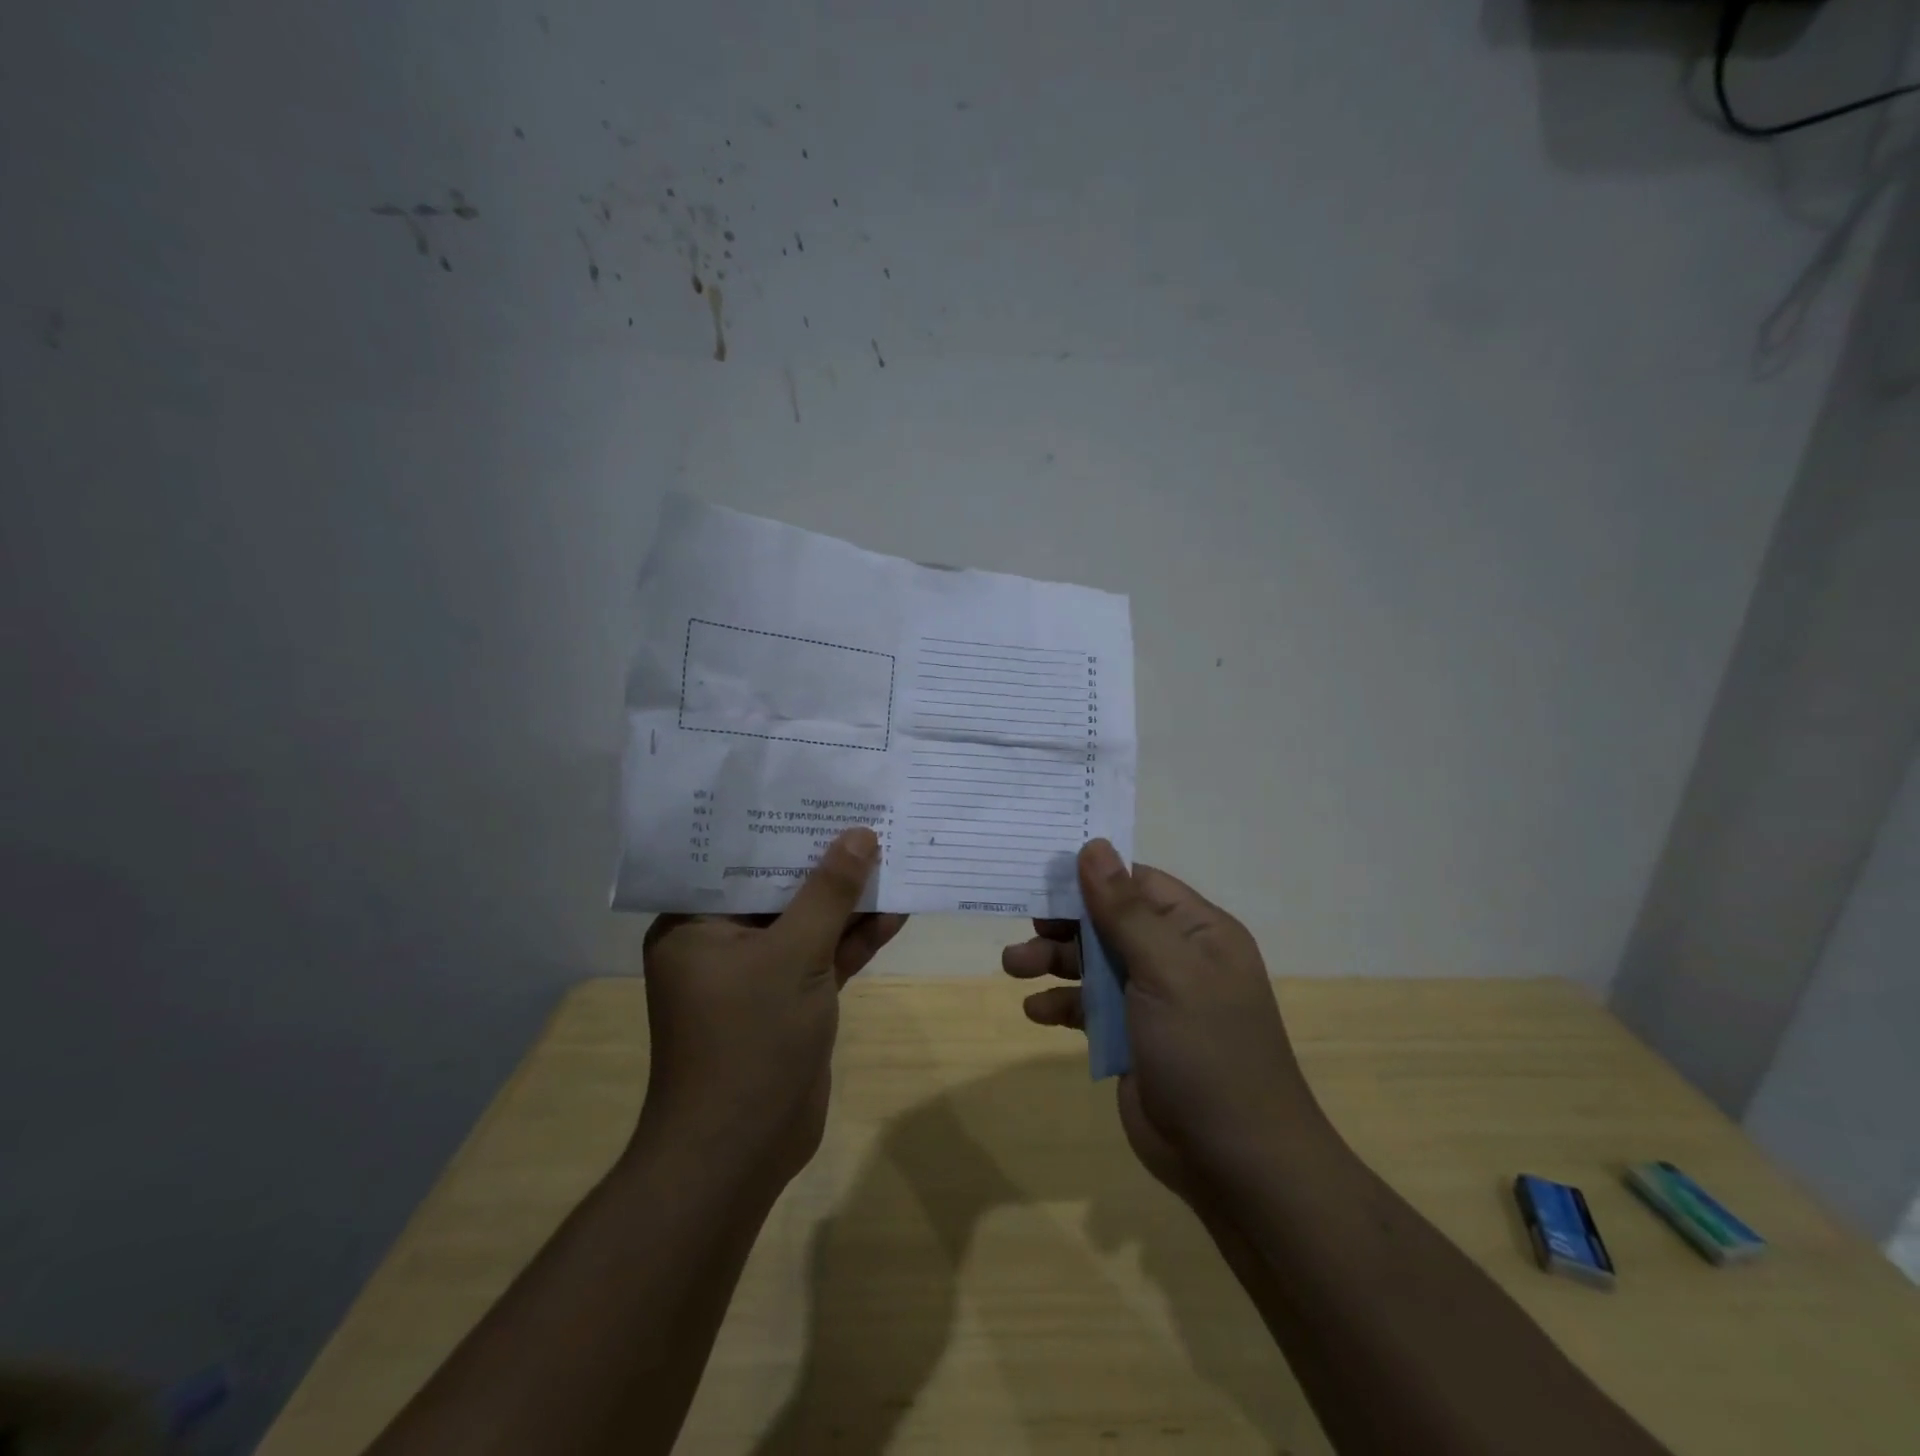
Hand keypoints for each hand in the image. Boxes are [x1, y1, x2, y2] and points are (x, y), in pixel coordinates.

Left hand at [637, 827, 904, 1186]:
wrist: (742, 1152)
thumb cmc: (748, 1040)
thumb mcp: (793, 955)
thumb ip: (829, 894)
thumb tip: (860, 836)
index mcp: (696, 923)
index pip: (737, 859)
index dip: (781, 825)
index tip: (819, 793)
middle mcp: (722, 941)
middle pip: (779, 887)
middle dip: (825, 860)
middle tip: (865, 817)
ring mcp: (759, 973)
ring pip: (807, 922)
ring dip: (848, 900)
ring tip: (892, 854)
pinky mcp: (790, 999)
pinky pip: (824, 955)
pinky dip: (856, 938)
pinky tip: (896, 910)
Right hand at [1001, 841, 1322, 1199]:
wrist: (1235, 1162)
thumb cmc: (1206, 1050)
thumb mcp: (1166, 970)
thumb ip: (1125, 909)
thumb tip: (1094, 845)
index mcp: (1196, 931)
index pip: (1137, 883)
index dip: (1092, 876)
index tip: (1044, 873)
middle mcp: (1174, 958)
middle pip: (1108, 922)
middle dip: (1065, 923)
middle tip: (1027, 924)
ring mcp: (1151, 1000)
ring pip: (1093, 963)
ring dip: (1053, 961)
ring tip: (1013, 966)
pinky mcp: (1130, 1037)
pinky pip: (1088, 1007)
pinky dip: (1061, 1004)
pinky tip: (1036, 1012)